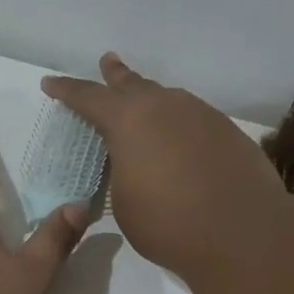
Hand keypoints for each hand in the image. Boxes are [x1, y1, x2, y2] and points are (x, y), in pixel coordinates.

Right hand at [43, 53, 293, 284]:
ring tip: (145, 104)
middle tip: (108, 61)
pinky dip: (179, 125)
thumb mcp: (124, 201)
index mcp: (128, 120)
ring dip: (152, 100)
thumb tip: (133, 163)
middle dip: (115, 75)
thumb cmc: (168, 221)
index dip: (66, 91)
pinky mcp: (228, 132)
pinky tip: (181, 141)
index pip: (88, 97)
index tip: (50, 83)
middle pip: (133, 84)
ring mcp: (202, 115)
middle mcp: (165, 106)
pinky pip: (194, 119)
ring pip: (168, 99)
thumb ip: (122, 172)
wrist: (243, 232)